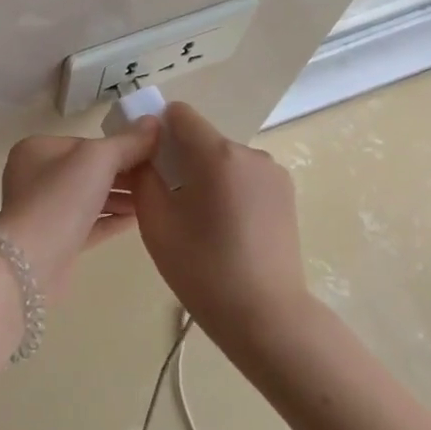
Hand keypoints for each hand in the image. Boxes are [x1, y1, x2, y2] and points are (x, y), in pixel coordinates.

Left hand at [0, 120, 160, 297]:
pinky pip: (89, 224)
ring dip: (120, 198)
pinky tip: (139, 219)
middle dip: (124, 174)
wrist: (33, 262)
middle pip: (88, 170)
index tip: (153, 154)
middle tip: (160, 178)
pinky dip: (112, 220)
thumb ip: (128, 142)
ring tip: (155, 198)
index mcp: (37, 150)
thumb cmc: (61, 198)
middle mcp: (35, 177)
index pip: (86, 143)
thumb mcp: (98, 159)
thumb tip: (154, 122)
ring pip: (89, 198)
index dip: (121, 147)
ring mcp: (44, 211)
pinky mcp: (55, 241)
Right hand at [130, 102, 307, 340]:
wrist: (264, 315)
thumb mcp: (156, 222)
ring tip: (197, 221)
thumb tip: (145, 155)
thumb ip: (144, 176)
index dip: (158, 130)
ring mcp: (273, 173)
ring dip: (205, 176)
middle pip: (203, 138)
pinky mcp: (286, 195)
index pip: (180, 114)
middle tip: (167, 200)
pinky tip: (223, 228)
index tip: (148, 162)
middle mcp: (250, 153)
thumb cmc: (202, 268)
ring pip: (224, 159)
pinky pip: (244, 177)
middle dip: (181, 158)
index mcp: (217, 154)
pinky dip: (227, 190)